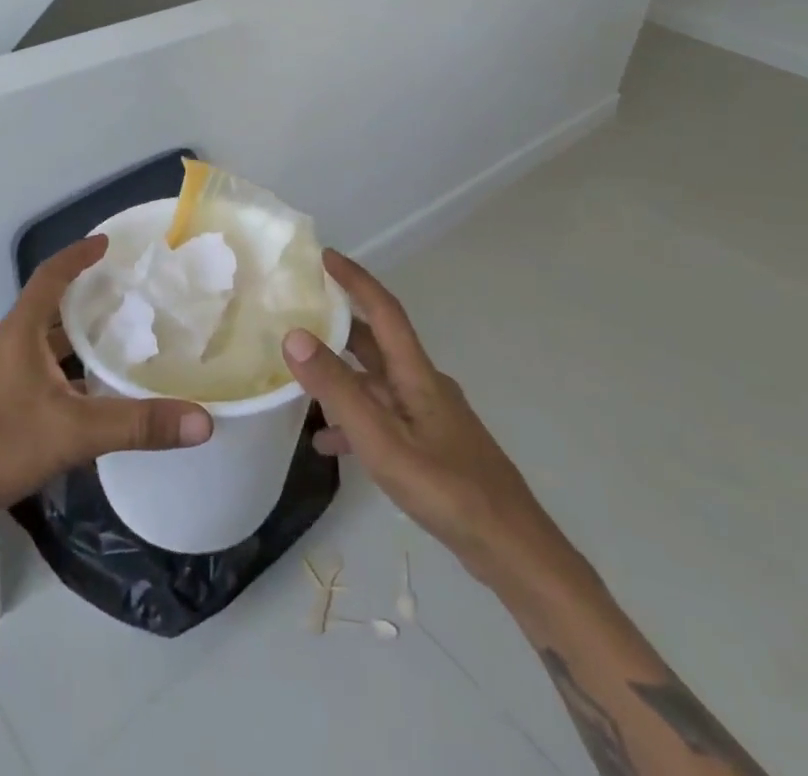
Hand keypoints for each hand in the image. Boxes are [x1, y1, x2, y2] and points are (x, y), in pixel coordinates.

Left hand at [0, 237, 213, 527]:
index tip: (107, 243)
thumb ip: (138, 425)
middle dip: (85, 297)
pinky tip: (87, 392)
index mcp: (20, 331)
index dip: (79, 256)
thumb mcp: (75, 431)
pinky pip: (36, 369)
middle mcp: (6, 343)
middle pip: (48, 306)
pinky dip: (63, 368)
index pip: (51, 276)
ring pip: (42, 341)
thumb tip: (203, 421)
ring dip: (74, 336)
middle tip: (126, 294)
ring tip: (116, 338)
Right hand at [283, 251, 564, 594]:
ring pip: (377, 382)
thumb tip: (294, 335)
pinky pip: (384, 416)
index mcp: (416, 374)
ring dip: (342, 375)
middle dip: (340, 324)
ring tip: (301, 379)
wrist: (512, 551)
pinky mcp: (432, 444)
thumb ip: (338, 389)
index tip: (324, 256)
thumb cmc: (446, 489)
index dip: (355, 279)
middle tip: (300, 311)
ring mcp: (430, 416)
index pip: (383, 309)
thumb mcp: (382, 440)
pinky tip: (329, 443)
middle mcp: (424, 385)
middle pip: (377, 342)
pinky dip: (355, 418)